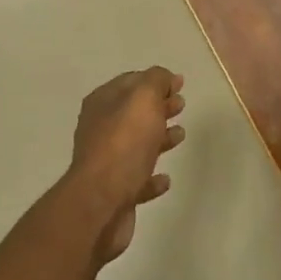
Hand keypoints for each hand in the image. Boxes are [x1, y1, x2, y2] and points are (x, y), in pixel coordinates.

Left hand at [70, 67, 184, 263]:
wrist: (101, 202)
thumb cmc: (124, 143)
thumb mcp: (143, 98)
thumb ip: (156, 81)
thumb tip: (165, 77)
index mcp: (102, 103)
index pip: (130, 82)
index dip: (155, 80)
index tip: (179, 83)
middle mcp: (100, 129)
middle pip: (134, 112)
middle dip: (158, 106)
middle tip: (181, 105)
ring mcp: (106, 163)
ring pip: (136, 144)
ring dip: (158, 138)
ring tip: (180, 135)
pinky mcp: (115, 193)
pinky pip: (137, 179)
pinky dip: (152, 177)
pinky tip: (165, 178)